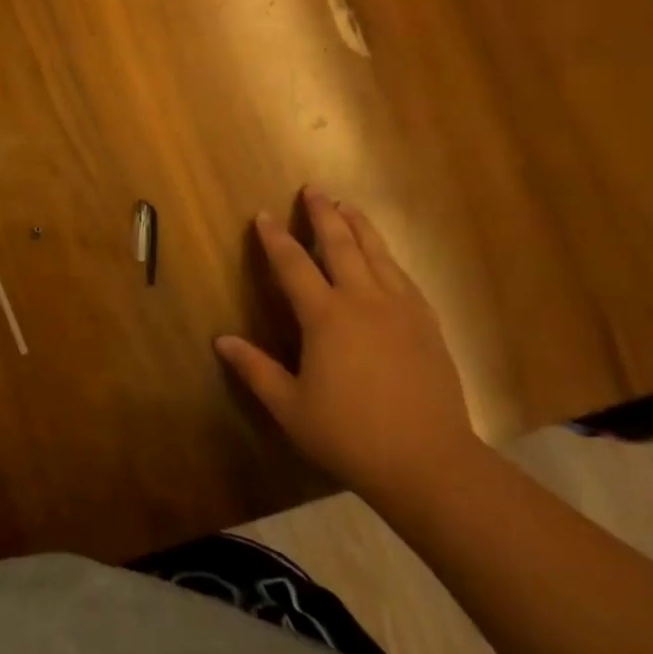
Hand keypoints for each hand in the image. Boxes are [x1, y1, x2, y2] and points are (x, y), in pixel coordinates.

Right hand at [216, 187, 476, 498]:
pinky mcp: (427, 326)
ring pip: (378, 254)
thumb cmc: (351, 435)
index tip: (263, 215)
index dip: (275, 238)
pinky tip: (385, 257)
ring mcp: (401, 310)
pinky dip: (388, 258)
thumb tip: (221, 340)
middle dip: (324, 215)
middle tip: (314, 190)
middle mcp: (364, 301)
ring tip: (348, 206)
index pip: (293, 264)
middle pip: (341, 245)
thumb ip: (255, 369)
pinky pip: (404, 278)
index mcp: (326, 317)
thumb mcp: (291, 407)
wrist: (431, 463)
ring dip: (360, 226)